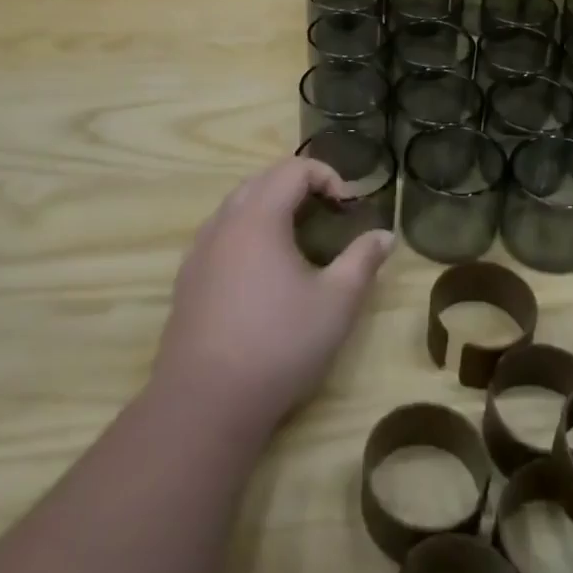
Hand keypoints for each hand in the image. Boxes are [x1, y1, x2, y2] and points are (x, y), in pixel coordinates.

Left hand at [151, 158, 393, 440]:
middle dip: (298, 186)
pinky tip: (262, 272)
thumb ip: (363, 261)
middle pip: (261, 181)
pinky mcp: (186, 281)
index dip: (327, 176)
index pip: (293, 169)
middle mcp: (223, 223)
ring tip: (297, 238)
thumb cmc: (279, 344)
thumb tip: (385, 235)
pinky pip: (219, 235)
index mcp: (259, 217)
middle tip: (327, 213)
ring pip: (236, 207)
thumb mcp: (337, 303)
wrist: (205, 402)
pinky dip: (246, 233)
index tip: (348, 206)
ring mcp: (199, 252)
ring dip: (269, 207)